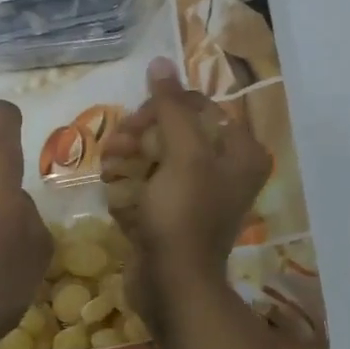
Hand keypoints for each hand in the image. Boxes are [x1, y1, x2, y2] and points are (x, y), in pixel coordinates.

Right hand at [99, 62, 269, 332]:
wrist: (171, 286)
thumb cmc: (183, 216)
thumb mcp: (182, 155)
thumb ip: (171, 107)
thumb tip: (161, 62)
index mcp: (240, 152)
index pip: (199, 107)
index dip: (163, 108)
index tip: (136, 122)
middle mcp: (225, 169)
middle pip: (175, 131)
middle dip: (141, 135)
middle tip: (116, 147)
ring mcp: (198, 194)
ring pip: (158, 156)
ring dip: (129, 157)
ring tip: (109, 169)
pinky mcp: (174, 213)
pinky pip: (149, 183)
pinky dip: (130, 182)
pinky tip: (114, 189)